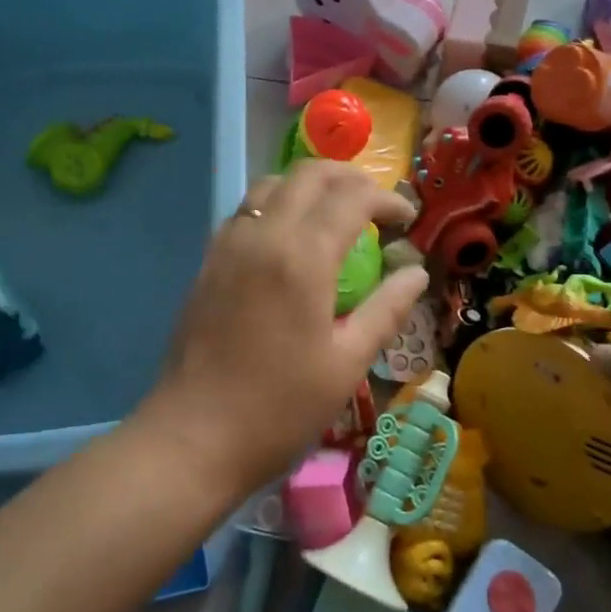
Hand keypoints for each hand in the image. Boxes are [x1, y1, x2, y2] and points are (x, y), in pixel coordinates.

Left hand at [145, 161, 430, 494]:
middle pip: (308, 174)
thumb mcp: (346, 364)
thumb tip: (417, 273)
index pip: (351, 198)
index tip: (406, 219)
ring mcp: (228, 245)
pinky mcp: (207, 262)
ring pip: (271, 185)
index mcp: (302, 257)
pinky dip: (277, 206)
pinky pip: (246, 211)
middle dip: (349, 178)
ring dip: (309, 187)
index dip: (386, 199)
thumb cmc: (279, 408)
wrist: (193, 437)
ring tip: (334, 215)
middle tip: (375, 206)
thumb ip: (386, 309)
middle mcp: (263, 235)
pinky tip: (290, 241)